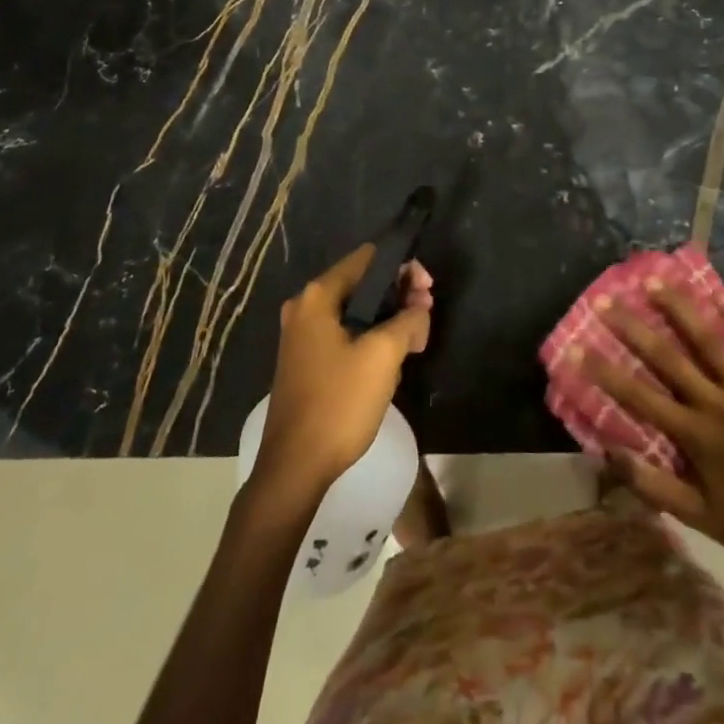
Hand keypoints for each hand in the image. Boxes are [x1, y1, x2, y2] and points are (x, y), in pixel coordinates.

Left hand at [253, 247, 432, 498]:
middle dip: (399, 293)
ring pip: (356, 310)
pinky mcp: (306, 360)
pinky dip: (371, 335)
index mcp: (318, 296)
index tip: (428, 290)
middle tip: (427, 314)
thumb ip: (408, 320)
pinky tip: (392, 356)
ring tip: (417, 337)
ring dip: (388, 317)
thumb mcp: (384, 355)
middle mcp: (305, 306)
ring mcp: (302, 335)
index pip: (367, 258)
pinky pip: (345, 332)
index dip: (403, 266)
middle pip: (362, 283)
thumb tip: (418, 309)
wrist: (295, 466)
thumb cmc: (339, 403)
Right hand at [584, 285, 723, 590]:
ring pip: (708, 342)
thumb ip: (653, 485)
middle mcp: (716, 404)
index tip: (577, 347)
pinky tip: (719, 296)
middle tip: (606, 300)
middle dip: (633, 327)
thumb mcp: (698, 518)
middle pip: (667, 358)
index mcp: (694, 435)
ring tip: (655, 281)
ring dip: (679, 309)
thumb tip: (608, 453)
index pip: (638, 396)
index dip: (604, 371)